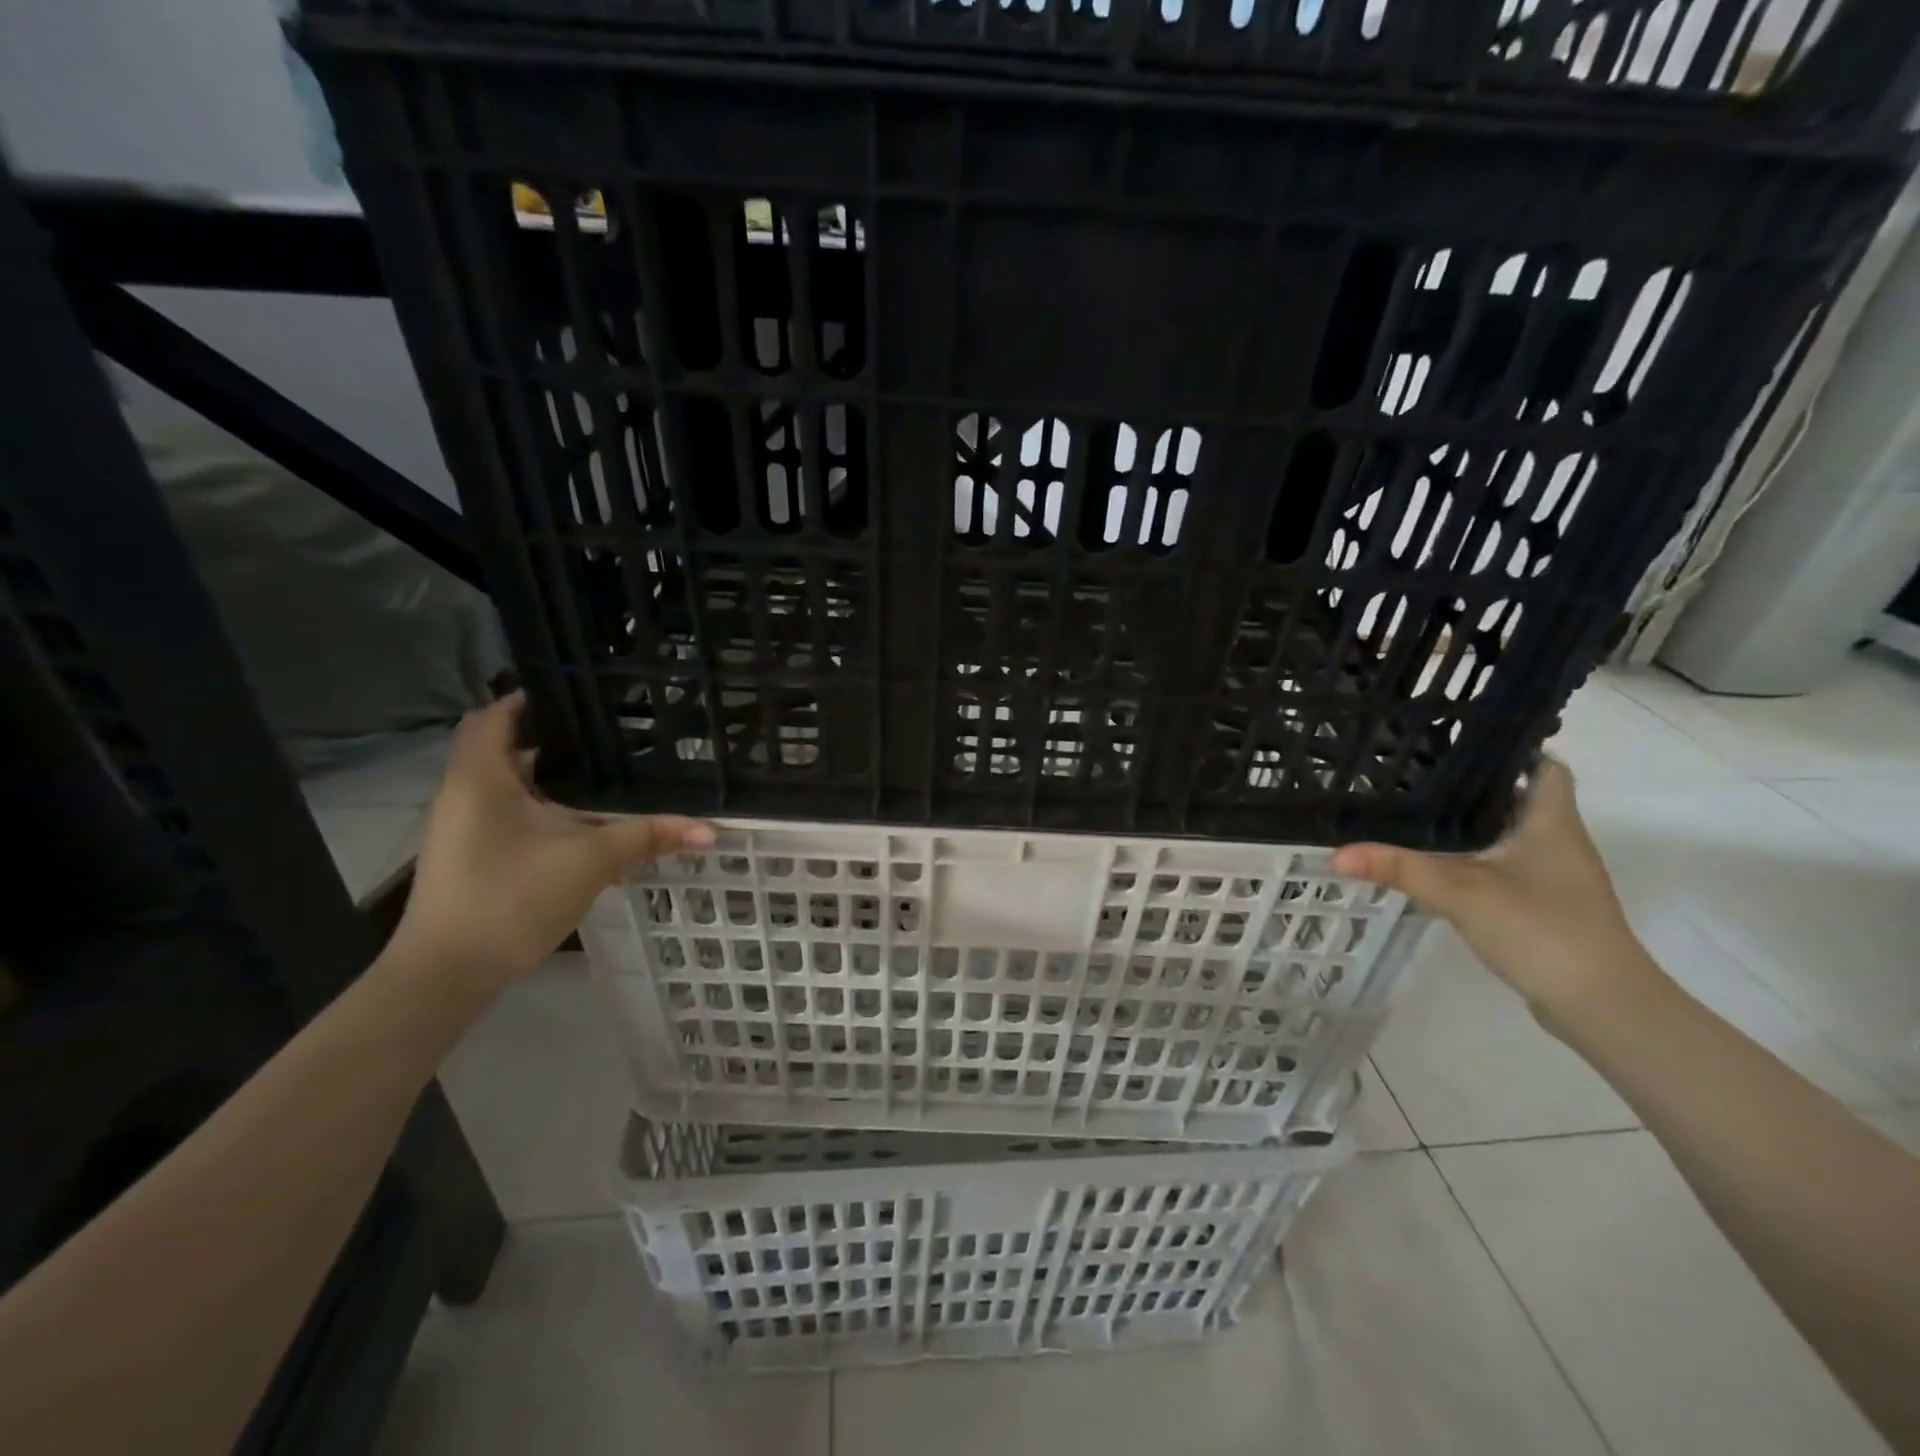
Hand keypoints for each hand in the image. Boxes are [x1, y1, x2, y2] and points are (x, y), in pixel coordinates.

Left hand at [389, 693, 712, 992]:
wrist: (447, 973)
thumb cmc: (512, 898)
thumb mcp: (590, 860)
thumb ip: (649, 836)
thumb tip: (711, 829)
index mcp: (481, 776)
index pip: (498, 714)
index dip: (535, 698)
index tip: (583, 695)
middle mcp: (463, 791)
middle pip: (503, 744)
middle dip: (552, 735)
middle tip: (607, 730)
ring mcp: (461, 825)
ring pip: (505, 780)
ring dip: (547, 772)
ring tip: (603, 766)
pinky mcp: (468, 852)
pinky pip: (505, 808)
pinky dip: (539, 802)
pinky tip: (579, 817)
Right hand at [1332, 757, 1657, 1016]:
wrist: (1602, 1005)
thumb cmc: (1543, 929)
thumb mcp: (1461, 893)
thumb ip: (1398, 869)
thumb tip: (1334, 853)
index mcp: (1550, 821)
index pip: (1543, 765)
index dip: (1507, 749)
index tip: (1455, 741)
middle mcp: (1556, 839)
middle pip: (1516, 796)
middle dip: (1469, 784)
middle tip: (1413, 771)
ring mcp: (1552, 874)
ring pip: (1506, 831)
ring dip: (1468, 821)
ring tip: (1412, 807)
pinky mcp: (1543, 903)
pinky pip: (1502, 863)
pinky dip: (1472, 855)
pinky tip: (1435, 860)